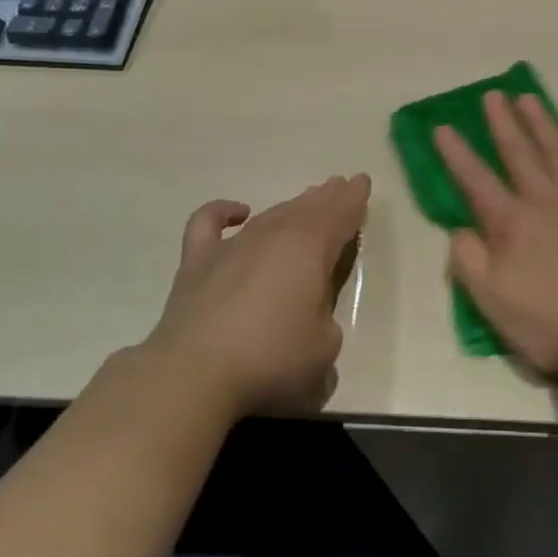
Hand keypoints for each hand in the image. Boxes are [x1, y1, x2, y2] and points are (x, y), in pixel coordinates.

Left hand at [145, 175, 370, 418]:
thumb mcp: (325, 345)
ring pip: (270, 213)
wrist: (195, 374)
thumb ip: (326, 316)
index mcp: (311, 247)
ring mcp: (233, 245)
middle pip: (307, 207)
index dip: (354, 198)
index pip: (340, 214)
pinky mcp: (198, 261)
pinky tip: (238, 212)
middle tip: (339, 186)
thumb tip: (311, 311)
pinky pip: (209, 222)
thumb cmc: (272, 358)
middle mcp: (274, 235)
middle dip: (327, 197)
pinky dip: (223, 211)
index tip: (362, 182)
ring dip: (291, 205)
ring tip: (306, 199)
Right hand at [436, 93, 557, 384]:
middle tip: (492, 94)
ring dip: (540, 122)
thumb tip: (459, 228)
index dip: (456, 153)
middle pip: (518, 153)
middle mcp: (544, 200)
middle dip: (502, 122)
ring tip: (527, 97)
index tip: (442, 126)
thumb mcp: (491, 302)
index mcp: (511, 223)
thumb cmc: (548, 323)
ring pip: (556, 150)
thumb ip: (468, 260)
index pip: (475, 180)